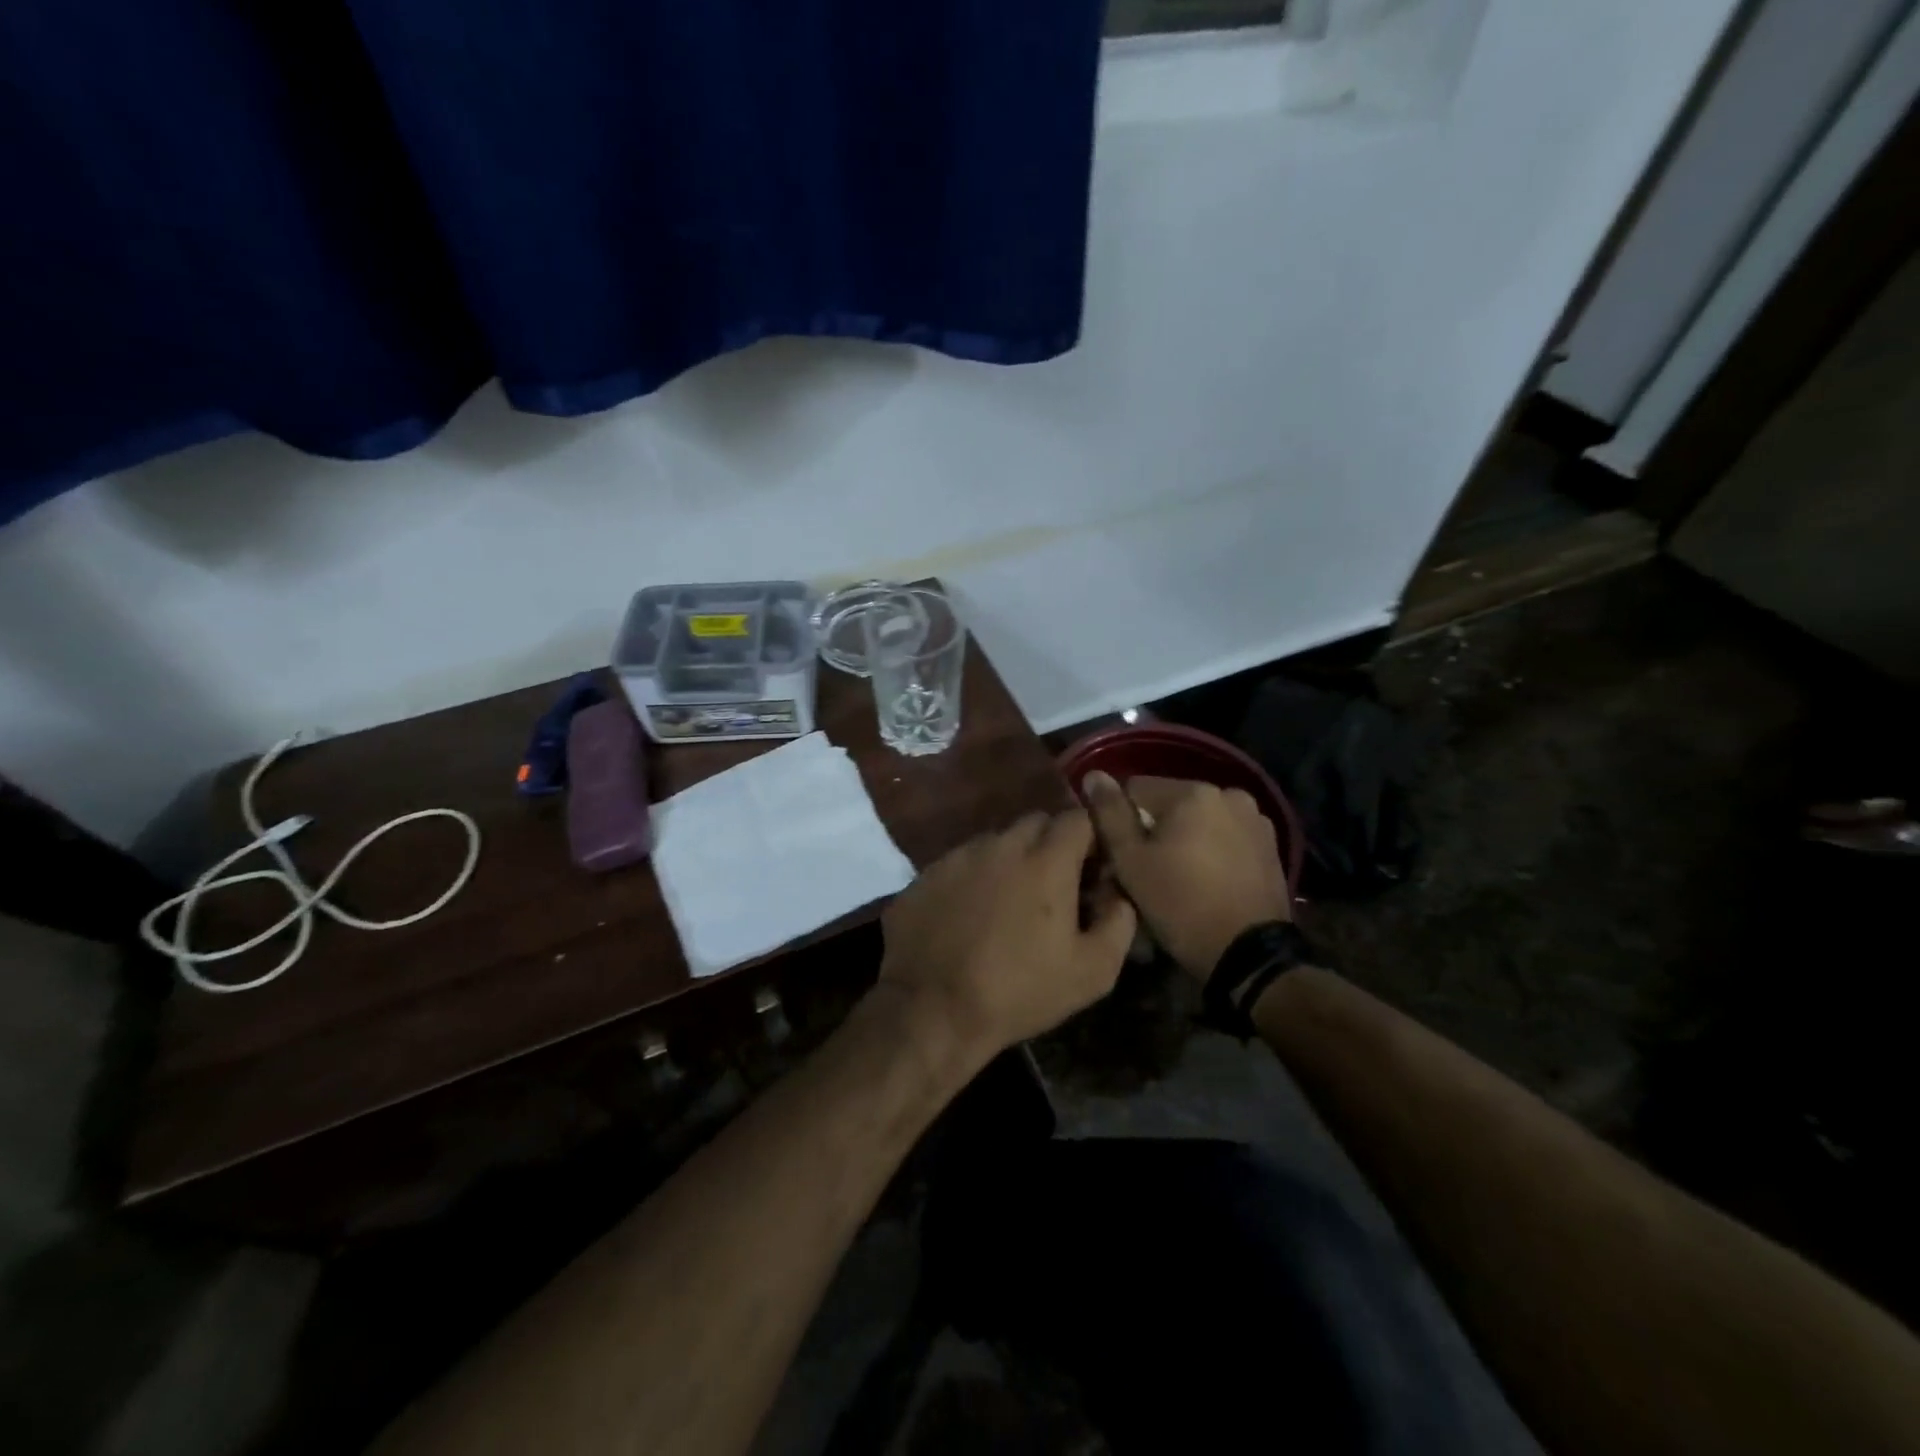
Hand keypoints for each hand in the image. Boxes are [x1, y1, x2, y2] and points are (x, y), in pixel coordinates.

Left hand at [877, 809, 1137, 1059]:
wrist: (932, 1010)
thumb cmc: (1019, 991)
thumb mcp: (1092, 972)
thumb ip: (1119, 922)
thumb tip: (1119, 894)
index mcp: (1046, 860)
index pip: (1078, 819)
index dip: (1091, 839)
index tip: (1093, 868)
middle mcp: (1000, 845)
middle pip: (1036, 823)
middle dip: (1052, 844)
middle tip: (1054, 885)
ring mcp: (958, 856)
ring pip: (996, 841)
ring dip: (1010, 860)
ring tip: (1009, 902)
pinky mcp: (926, 874)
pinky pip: (961, 863)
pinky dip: (974, 878)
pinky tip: (970, 915)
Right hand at [1083, 773, 1290, 981]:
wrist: (1249, 954)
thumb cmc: (1181, 904)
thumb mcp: (1131, 862)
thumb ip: (1109, 814)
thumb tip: (1094, 775)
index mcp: (1194, 791)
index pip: (1136, 788)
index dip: (1121, 820)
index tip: (1122, 854)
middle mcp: (1229, 793)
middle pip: (1171, 803)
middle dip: (1156, 828)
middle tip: (1149, 870)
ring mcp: (1255, 819)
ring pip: (1200, 820)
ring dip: (1186, 838)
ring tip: (1180, 878)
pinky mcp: (1271, 846)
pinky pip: (1226, 836)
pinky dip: (1212, 850)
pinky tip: (1208, 881)